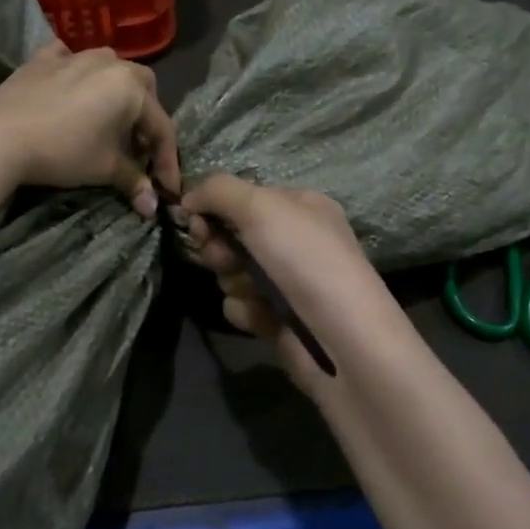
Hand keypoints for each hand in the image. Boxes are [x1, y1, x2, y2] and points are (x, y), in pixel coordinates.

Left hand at [0, 43, 180, 214]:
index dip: (166, 160)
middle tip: (137, 148)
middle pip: (142, 87)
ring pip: (108, 67)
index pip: (160, 127)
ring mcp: (74, 56)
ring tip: (107, 119)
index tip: (167, 188)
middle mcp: (109, 63)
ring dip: (115, 91)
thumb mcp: (104, 169)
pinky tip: (70, 86)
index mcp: (131, 88)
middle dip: (145, 117)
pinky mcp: (42, 59)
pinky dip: (76, 72)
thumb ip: (133, 181)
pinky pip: (68, 58)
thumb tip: (152, 207)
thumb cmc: (63, 151)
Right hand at [180, 173, 399, 389]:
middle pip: (232, 236)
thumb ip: (218, 190)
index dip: (215, 207)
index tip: (195, 219)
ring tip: (254, 292)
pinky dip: (246, 311)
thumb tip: (187, 198)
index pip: (243, 197)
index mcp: (300, 206)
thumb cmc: (305, 259)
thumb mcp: (261, 206)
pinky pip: (240, 306)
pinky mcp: (278, 317)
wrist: (342, 337)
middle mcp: (295, 241)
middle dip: (220, 248)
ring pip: (230, 273)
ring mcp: (286, 281)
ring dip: (233, 282)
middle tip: (225, 259)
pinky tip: (264, 317)